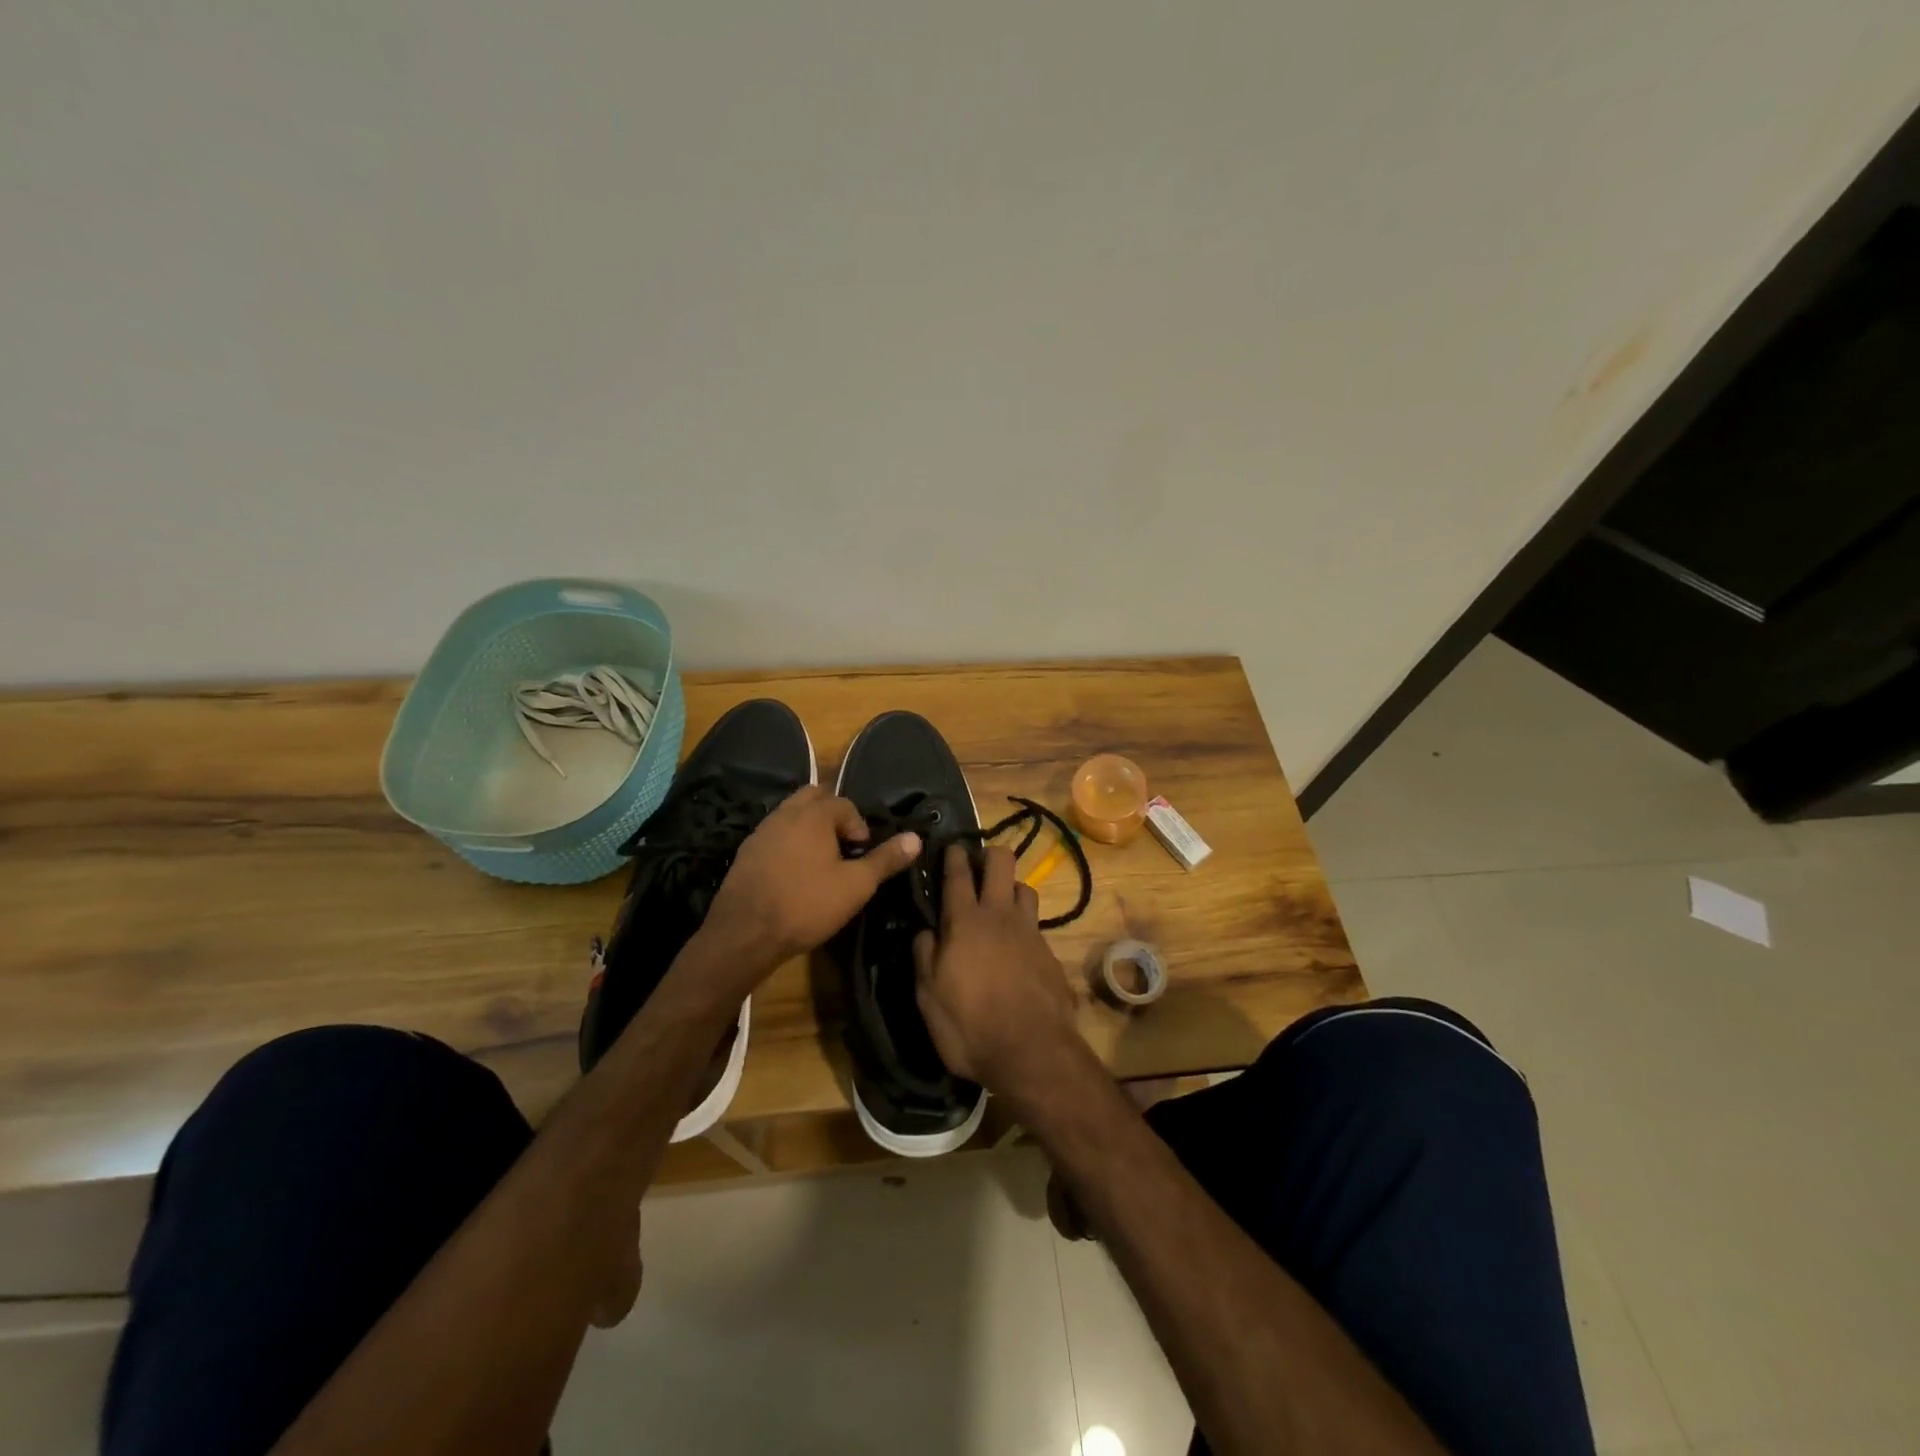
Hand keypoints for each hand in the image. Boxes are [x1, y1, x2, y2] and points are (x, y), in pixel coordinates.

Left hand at [702, 785, 920, 976]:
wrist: (744, 933)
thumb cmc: (806, 904)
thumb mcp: (855, 886)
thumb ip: (885, 859)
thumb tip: (916, 838)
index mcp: (813, 814)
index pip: (844, 803)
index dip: (859, 826)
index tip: (863, 854)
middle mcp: (785, 813)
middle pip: (813, 797)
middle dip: (832, 815)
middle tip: (843, 846)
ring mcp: (761, 832)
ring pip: (791, 814)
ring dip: (809, 828)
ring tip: (821, 860)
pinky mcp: (746, 853)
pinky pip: (774, 835)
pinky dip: (789, 842)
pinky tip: (794, 872)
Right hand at [913, 843, 1084, 1097]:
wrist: (1031, 1050)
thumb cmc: (969, 1025)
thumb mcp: (928, 996)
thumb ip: (924, 956)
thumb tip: (926, 931)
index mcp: (964, 922)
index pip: (958, 875)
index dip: (954, 856)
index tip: (952, 846)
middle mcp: (999, 915)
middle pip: (1001, 862)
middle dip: (989, 855)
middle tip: (978, 866)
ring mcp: (1029, 931)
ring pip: (1025, 887)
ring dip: (1011, 887)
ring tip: (1000, 901)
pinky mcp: (1049, 951)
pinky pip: (1036, 922)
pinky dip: (1024, 922)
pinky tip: (1017, 942)